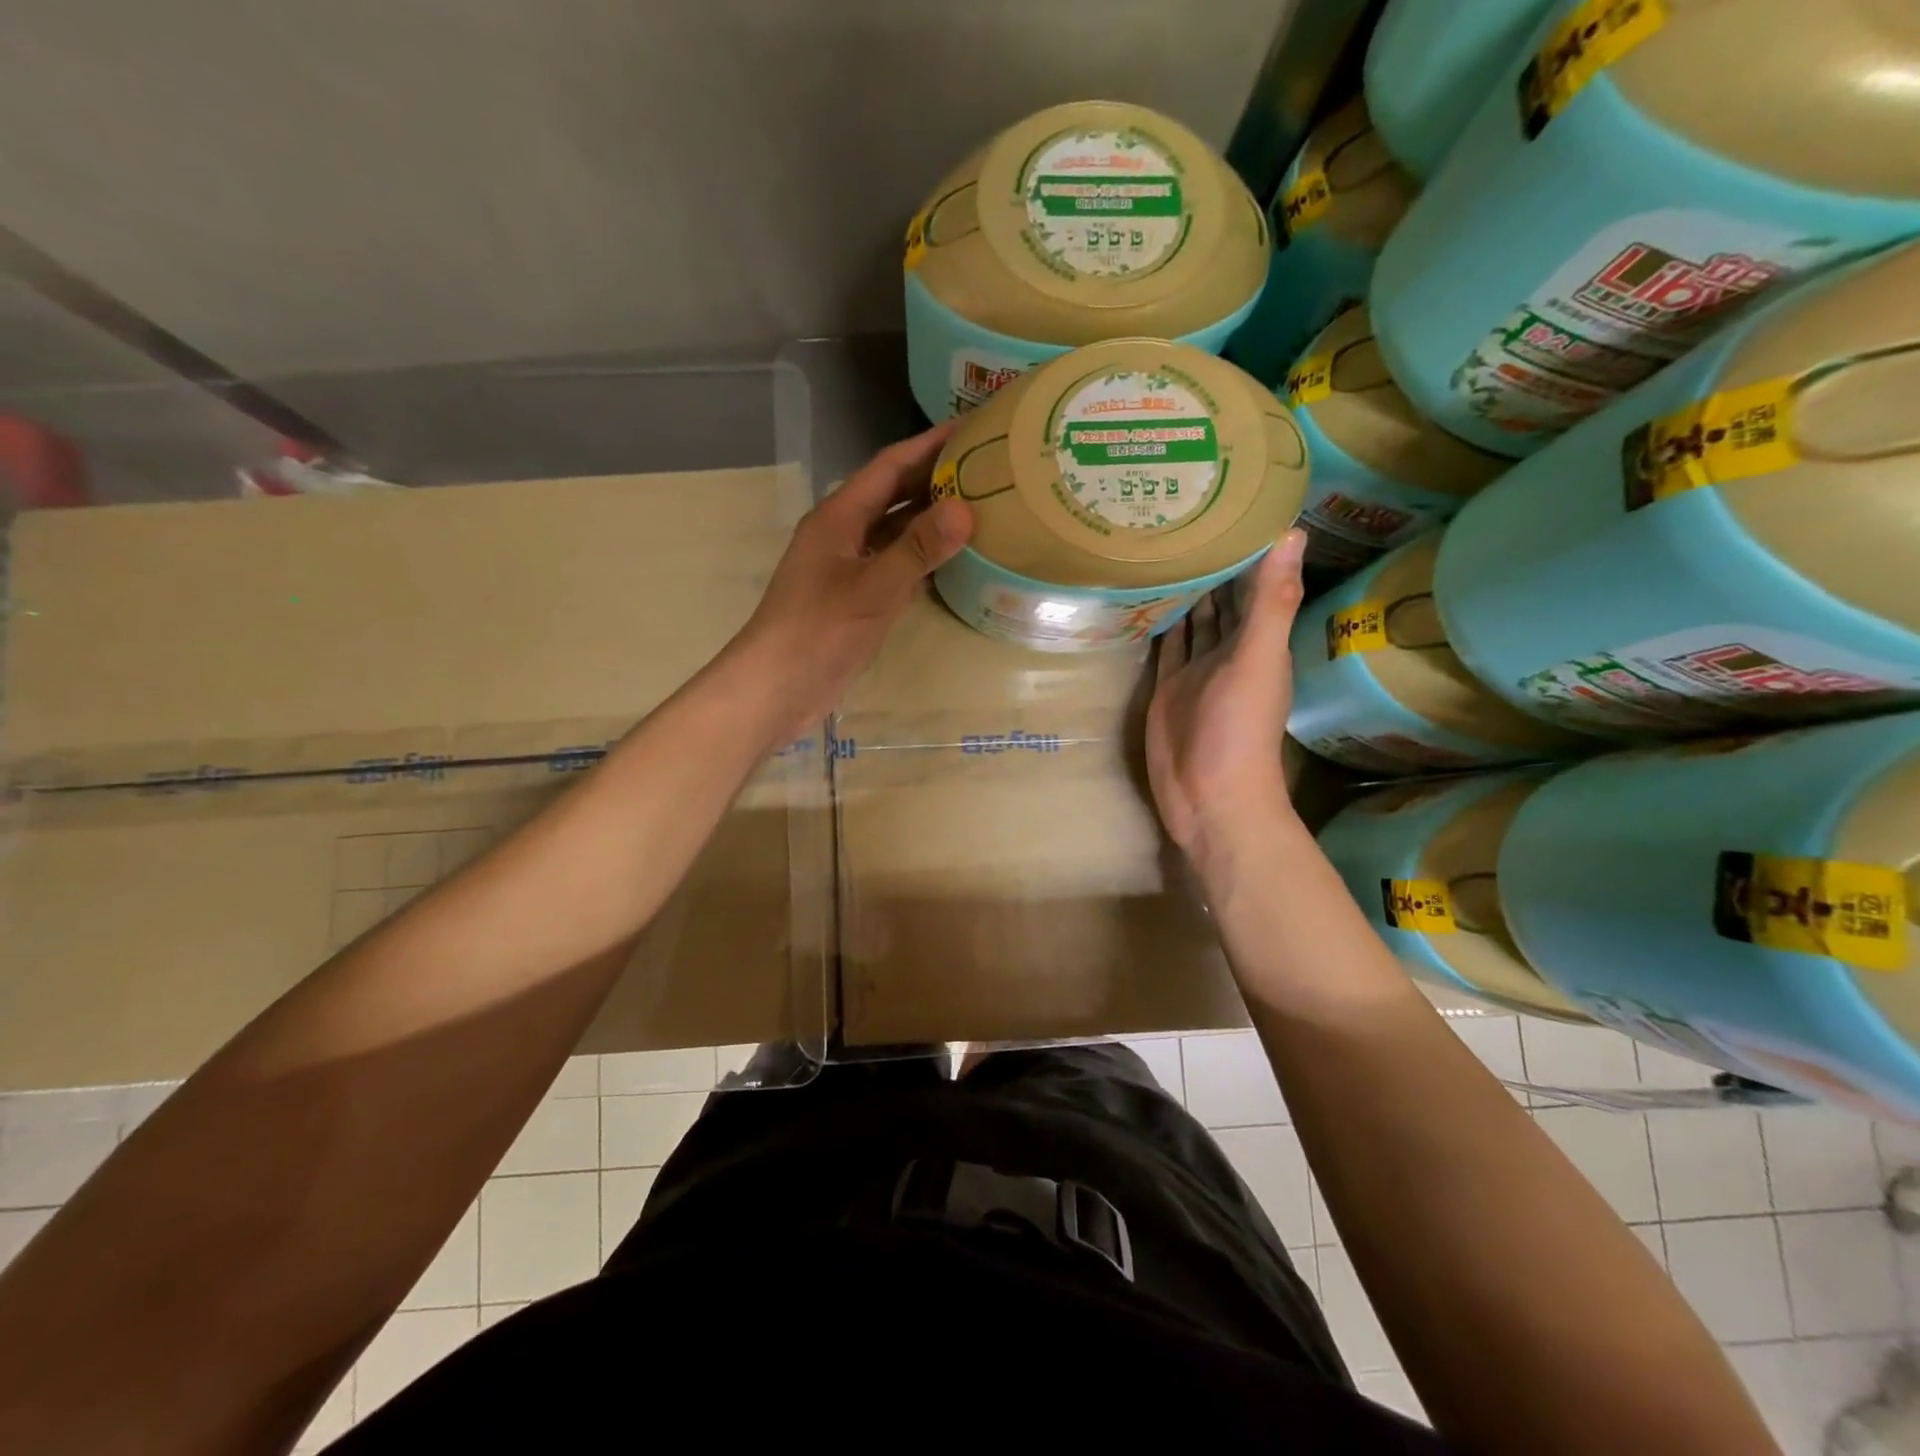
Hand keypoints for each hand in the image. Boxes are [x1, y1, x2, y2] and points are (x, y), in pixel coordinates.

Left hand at [730, 423, 972, 734]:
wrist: (778, 686)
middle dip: (935, 479)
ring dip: (931, 521)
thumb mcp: (872, 588)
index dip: (928, 445)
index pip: (889, 467)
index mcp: (839, 517)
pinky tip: (953, 561)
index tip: (971, 428)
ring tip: (980, 508)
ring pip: (896, 533)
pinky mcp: (856, 599)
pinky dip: (922, 560)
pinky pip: (895, 567)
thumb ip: (917, 549)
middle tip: (986, 468)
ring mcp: (849, 568)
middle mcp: (844, 534)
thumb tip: (965, 509)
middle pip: (894, 496)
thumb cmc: (818, 631)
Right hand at [1145, 529, 1306, 871]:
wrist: (1209, 796)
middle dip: (1211, 561)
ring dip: (1184, 588)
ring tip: (1164, 544)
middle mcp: (1228, 649)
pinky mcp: (1166, 688)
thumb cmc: (1239, 730)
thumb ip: (1271, 602)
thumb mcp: (1258, 661)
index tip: (1230, 502)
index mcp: (1259, 640)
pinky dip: (1160, 622)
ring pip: (1192, 619)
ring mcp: (1194, 669)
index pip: (1255, 582)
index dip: (1248, 546)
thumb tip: (1291, 532)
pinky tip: (1146, 596)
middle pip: (1221, 597)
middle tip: (1186, 514)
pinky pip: (1164, 646)